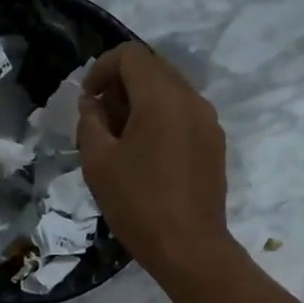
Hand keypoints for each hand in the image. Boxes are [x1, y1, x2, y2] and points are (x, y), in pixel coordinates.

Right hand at [77, 43, 235, 279]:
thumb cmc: (138, 204)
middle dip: (121, 84)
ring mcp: (208, 121)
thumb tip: (93, 103)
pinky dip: (161, 117)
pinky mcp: (215, 142)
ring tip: (121, 138)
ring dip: (141, 101)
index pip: (130, 55)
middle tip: (100, 119)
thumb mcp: (98, 162)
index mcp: (162, 97)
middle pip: (153, 68)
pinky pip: (184, 113)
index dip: (101, 69)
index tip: (87, 100)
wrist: (189, 247)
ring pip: (170, 90)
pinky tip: (147, 153)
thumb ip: (90, 121)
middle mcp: (191, 99)